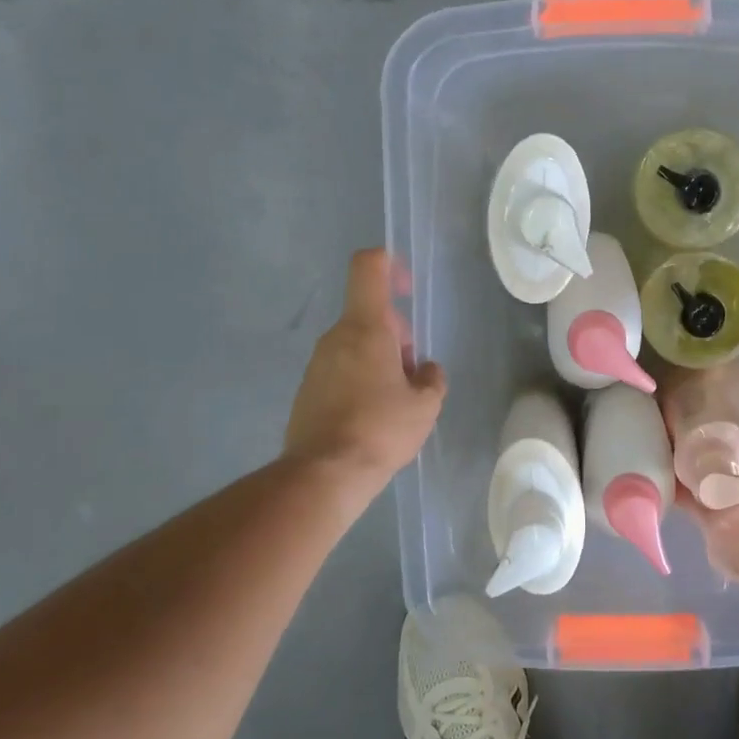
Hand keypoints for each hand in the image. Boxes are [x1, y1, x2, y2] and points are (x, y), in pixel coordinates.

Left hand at [284, 249, 446, 496]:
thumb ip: (431, 379)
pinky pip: (340, 371)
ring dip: (379, 361)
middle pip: (369, 316)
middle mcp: (336, 338)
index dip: (389, 263)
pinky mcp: (307, 391)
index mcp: (365, 328)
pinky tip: (372, 418)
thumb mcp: (425, 405)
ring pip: (355, 345)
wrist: (323, 475)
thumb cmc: (380, 430)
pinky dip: (360, 381)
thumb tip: (424, 371)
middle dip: (396, 336)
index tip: (407, 287)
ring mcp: (317, 364)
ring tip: (395, 403)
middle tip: (412, 374)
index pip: (368, 268)